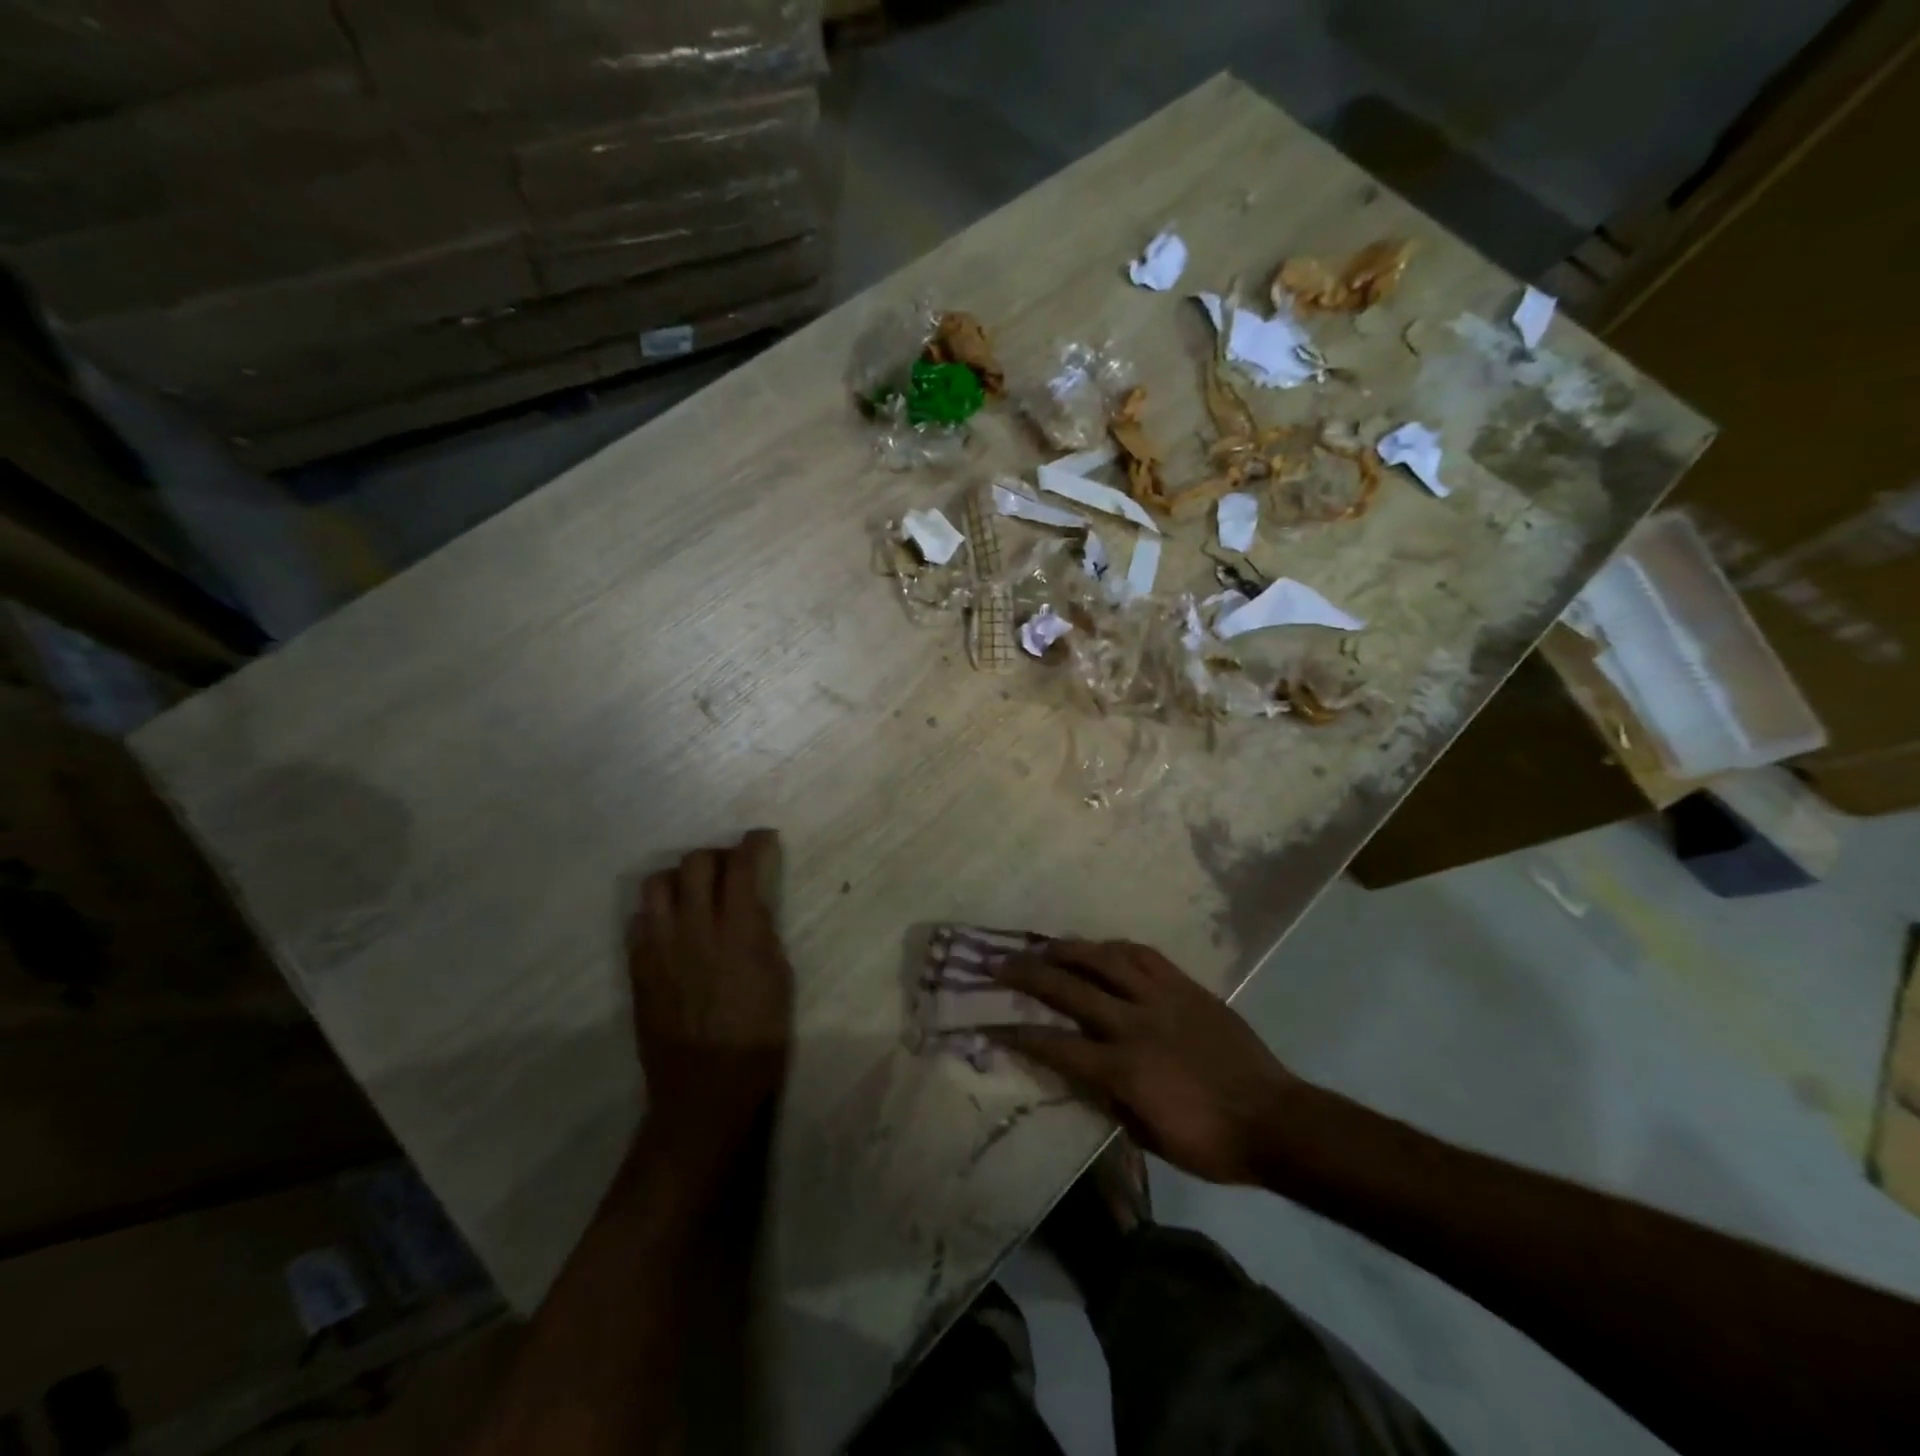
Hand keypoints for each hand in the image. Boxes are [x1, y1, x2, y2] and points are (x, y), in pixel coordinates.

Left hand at [627, 830, 792, 1190]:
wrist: (706, 1088)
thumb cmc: (759, 1037)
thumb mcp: (779, 979)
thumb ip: (762, 934)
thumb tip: (752, 905)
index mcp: (738, 930)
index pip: (742, 866)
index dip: (754, 843)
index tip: (762, 838)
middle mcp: (695, 928)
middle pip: (695, 863)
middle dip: (715, 855)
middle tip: (728, 868)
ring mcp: (660, 947)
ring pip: (657, 884)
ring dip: (679, 879)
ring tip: (693, 894)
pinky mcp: (638, 968)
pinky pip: (638, 921)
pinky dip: (656, 914)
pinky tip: (671, 929)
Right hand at [990, 941, 1297, 1185]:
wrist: (1274, 1119)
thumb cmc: (1209, 1142)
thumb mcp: (1147, 1135)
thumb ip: (1108, 1098)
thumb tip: (1080, 1072)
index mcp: (1122, 1068)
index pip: (1056, 1044)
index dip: (1018, 1034)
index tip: (989, 1024)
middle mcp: (1134, 1024)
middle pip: (1069, 990)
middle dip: (1028, 975)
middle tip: (998, 963)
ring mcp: (1161, 999)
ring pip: (1105, 960)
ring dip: (1068, 950)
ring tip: (1044, 946)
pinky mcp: (1186, 986)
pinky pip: (1144, 956)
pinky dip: (1116, 948)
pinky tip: (1100, 947)